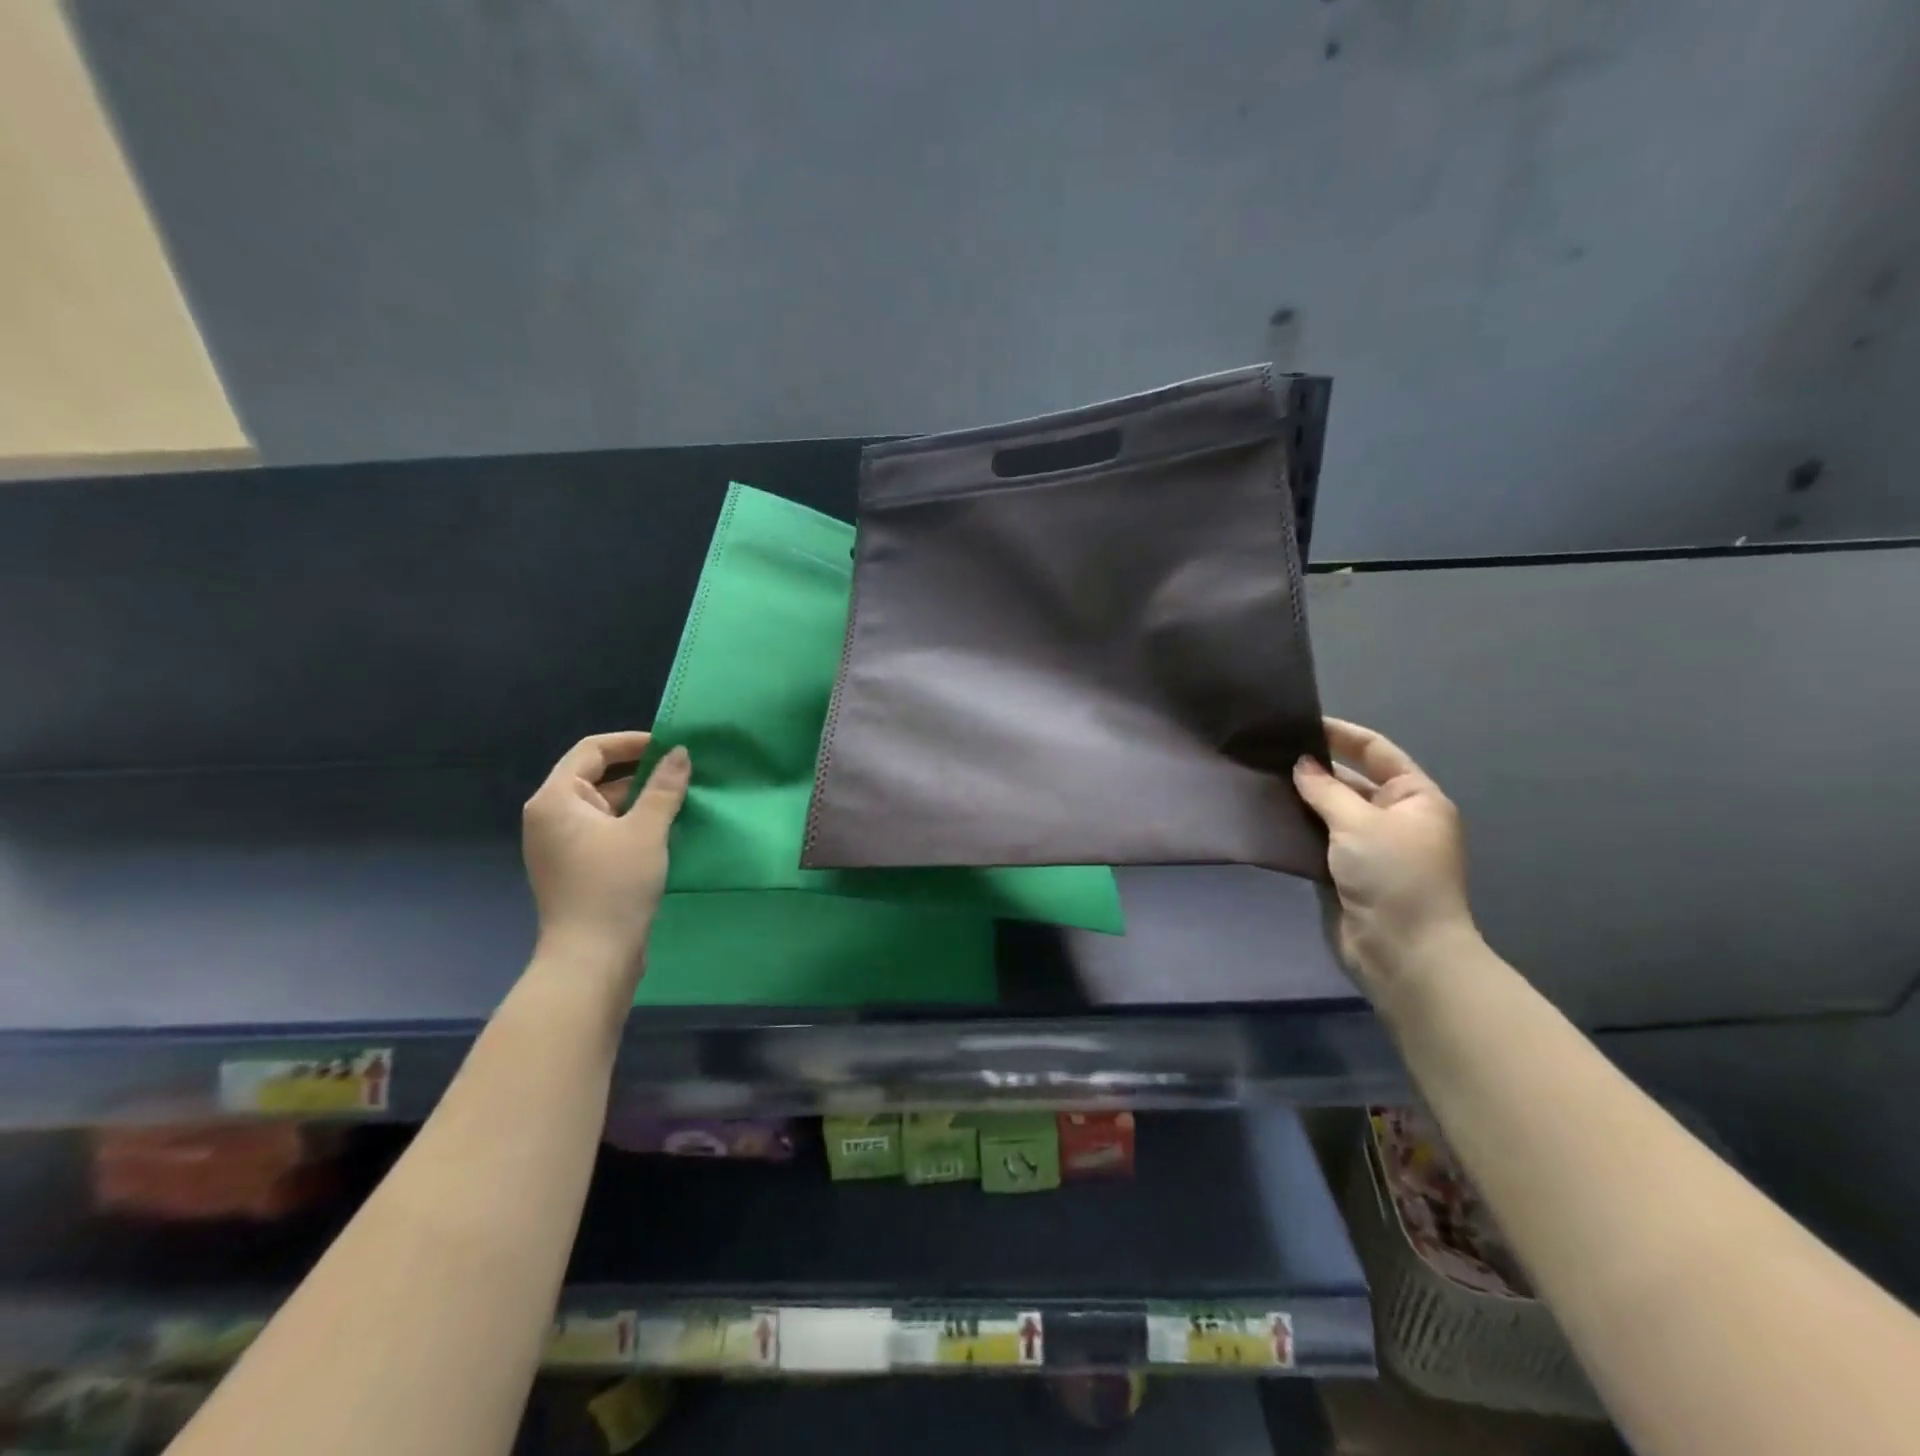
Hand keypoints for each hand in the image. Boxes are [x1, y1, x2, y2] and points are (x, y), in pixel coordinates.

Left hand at [523, 731, 690, 983]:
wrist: (592, 958)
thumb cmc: (614, 885)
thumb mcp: (647, 830)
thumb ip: (664, 787)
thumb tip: (680, 753)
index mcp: (556, 799)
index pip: (592, 750)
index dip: (632, 742)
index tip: (671, 746)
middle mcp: (551, 817)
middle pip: (597, 777)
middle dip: (641, 772)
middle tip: (685, 772)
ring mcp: (561, 845)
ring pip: (605, 806)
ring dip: (641, 800)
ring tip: (683, 799)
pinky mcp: (576, 867)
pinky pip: (606, 831)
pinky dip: (633, 824)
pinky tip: (667, 829)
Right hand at [1293, 718, 1477, 995]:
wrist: (1403, 951)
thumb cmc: (1393, 876)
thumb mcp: (1360, 823)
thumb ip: (1326, 790)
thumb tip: (1300, 764)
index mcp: (1414, 797)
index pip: (1376, 751)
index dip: (1341, 734)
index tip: (1300, 722)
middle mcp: (1396, 817)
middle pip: (1352, 780)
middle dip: (1316, 767)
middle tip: (1269, 752)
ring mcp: (1372, 846)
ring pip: (1332, 811)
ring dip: (1304, 798)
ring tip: (1261, 779)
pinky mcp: (1349, 872)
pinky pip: (1321, 839)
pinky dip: (1300, 827)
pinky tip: (1270, 816)